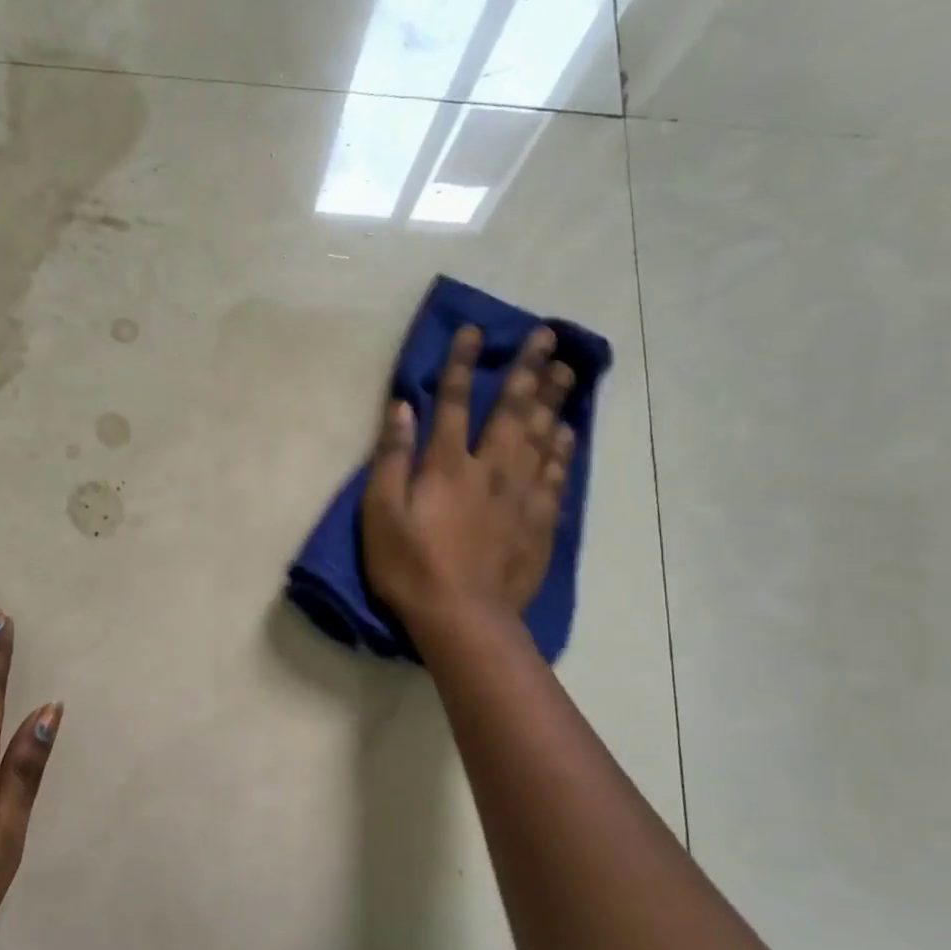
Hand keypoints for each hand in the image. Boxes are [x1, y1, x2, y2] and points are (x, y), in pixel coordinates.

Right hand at [362, 325, 576, 639]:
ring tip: (568, 370)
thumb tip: (404, 407)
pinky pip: (557, 475)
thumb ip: (392, 457)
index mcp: (448, 465)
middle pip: (513, 410)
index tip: (475, 331)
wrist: (462, 618)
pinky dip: (564, 448)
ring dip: (555, 399)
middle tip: (548, 336)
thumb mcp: (381, 512)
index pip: (455, 402)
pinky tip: (569, 431)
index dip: (463, 364)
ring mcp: (522, 495)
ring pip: (543, 436)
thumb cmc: (410, 566)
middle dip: (528, 370)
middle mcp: (491, 468)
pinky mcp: (540, 522)